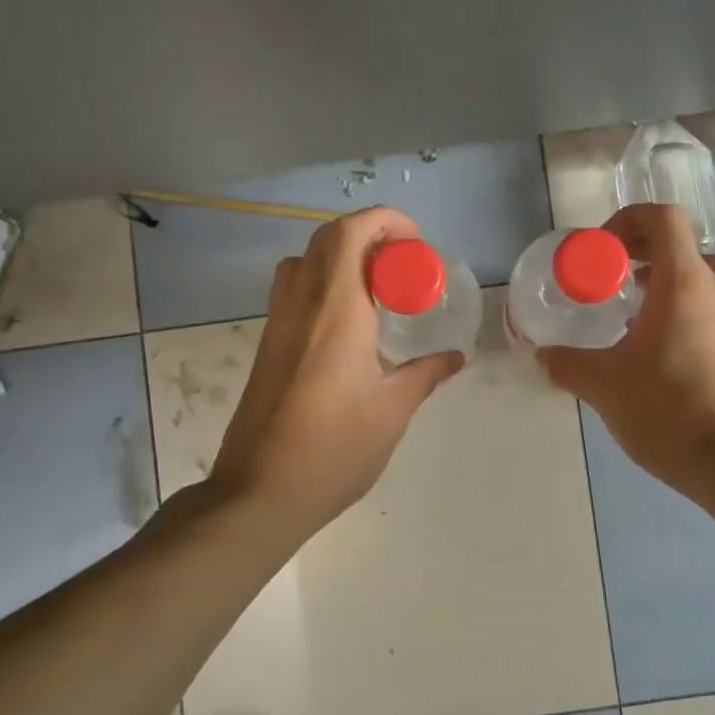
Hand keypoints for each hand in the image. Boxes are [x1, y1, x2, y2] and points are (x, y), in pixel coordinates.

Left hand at [208, 207, 463, 535]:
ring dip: (341, 258)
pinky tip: (350, 325)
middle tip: (402, 264)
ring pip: (304, 262)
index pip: (350, 234)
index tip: (415, 243)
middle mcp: (301, 305)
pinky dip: (323, 283)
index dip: (384, 221)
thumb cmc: (334, 449)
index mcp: (336, 311)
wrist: (259, 492)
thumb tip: (455, 357)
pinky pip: (294, 291)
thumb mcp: (392, 412)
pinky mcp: (267, 345)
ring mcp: (277, 324)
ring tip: (377, 289)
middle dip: (367, 236)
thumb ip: (424, 375)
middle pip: (325, 239)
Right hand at [538, 203, 714, 492]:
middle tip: (617, 279)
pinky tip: (657, 355)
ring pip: (702, 282)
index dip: (629, 220)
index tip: (602, 249)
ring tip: (633, 316)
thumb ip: (567, 364)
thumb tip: (544, 356)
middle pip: (685, 248)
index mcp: (683, 283)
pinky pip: (710, 314)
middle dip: (647, 254)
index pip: (664, 219)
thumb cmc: (666, 408)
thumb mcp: (602, 384)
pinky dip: (683, 315)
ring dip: (667, 285)